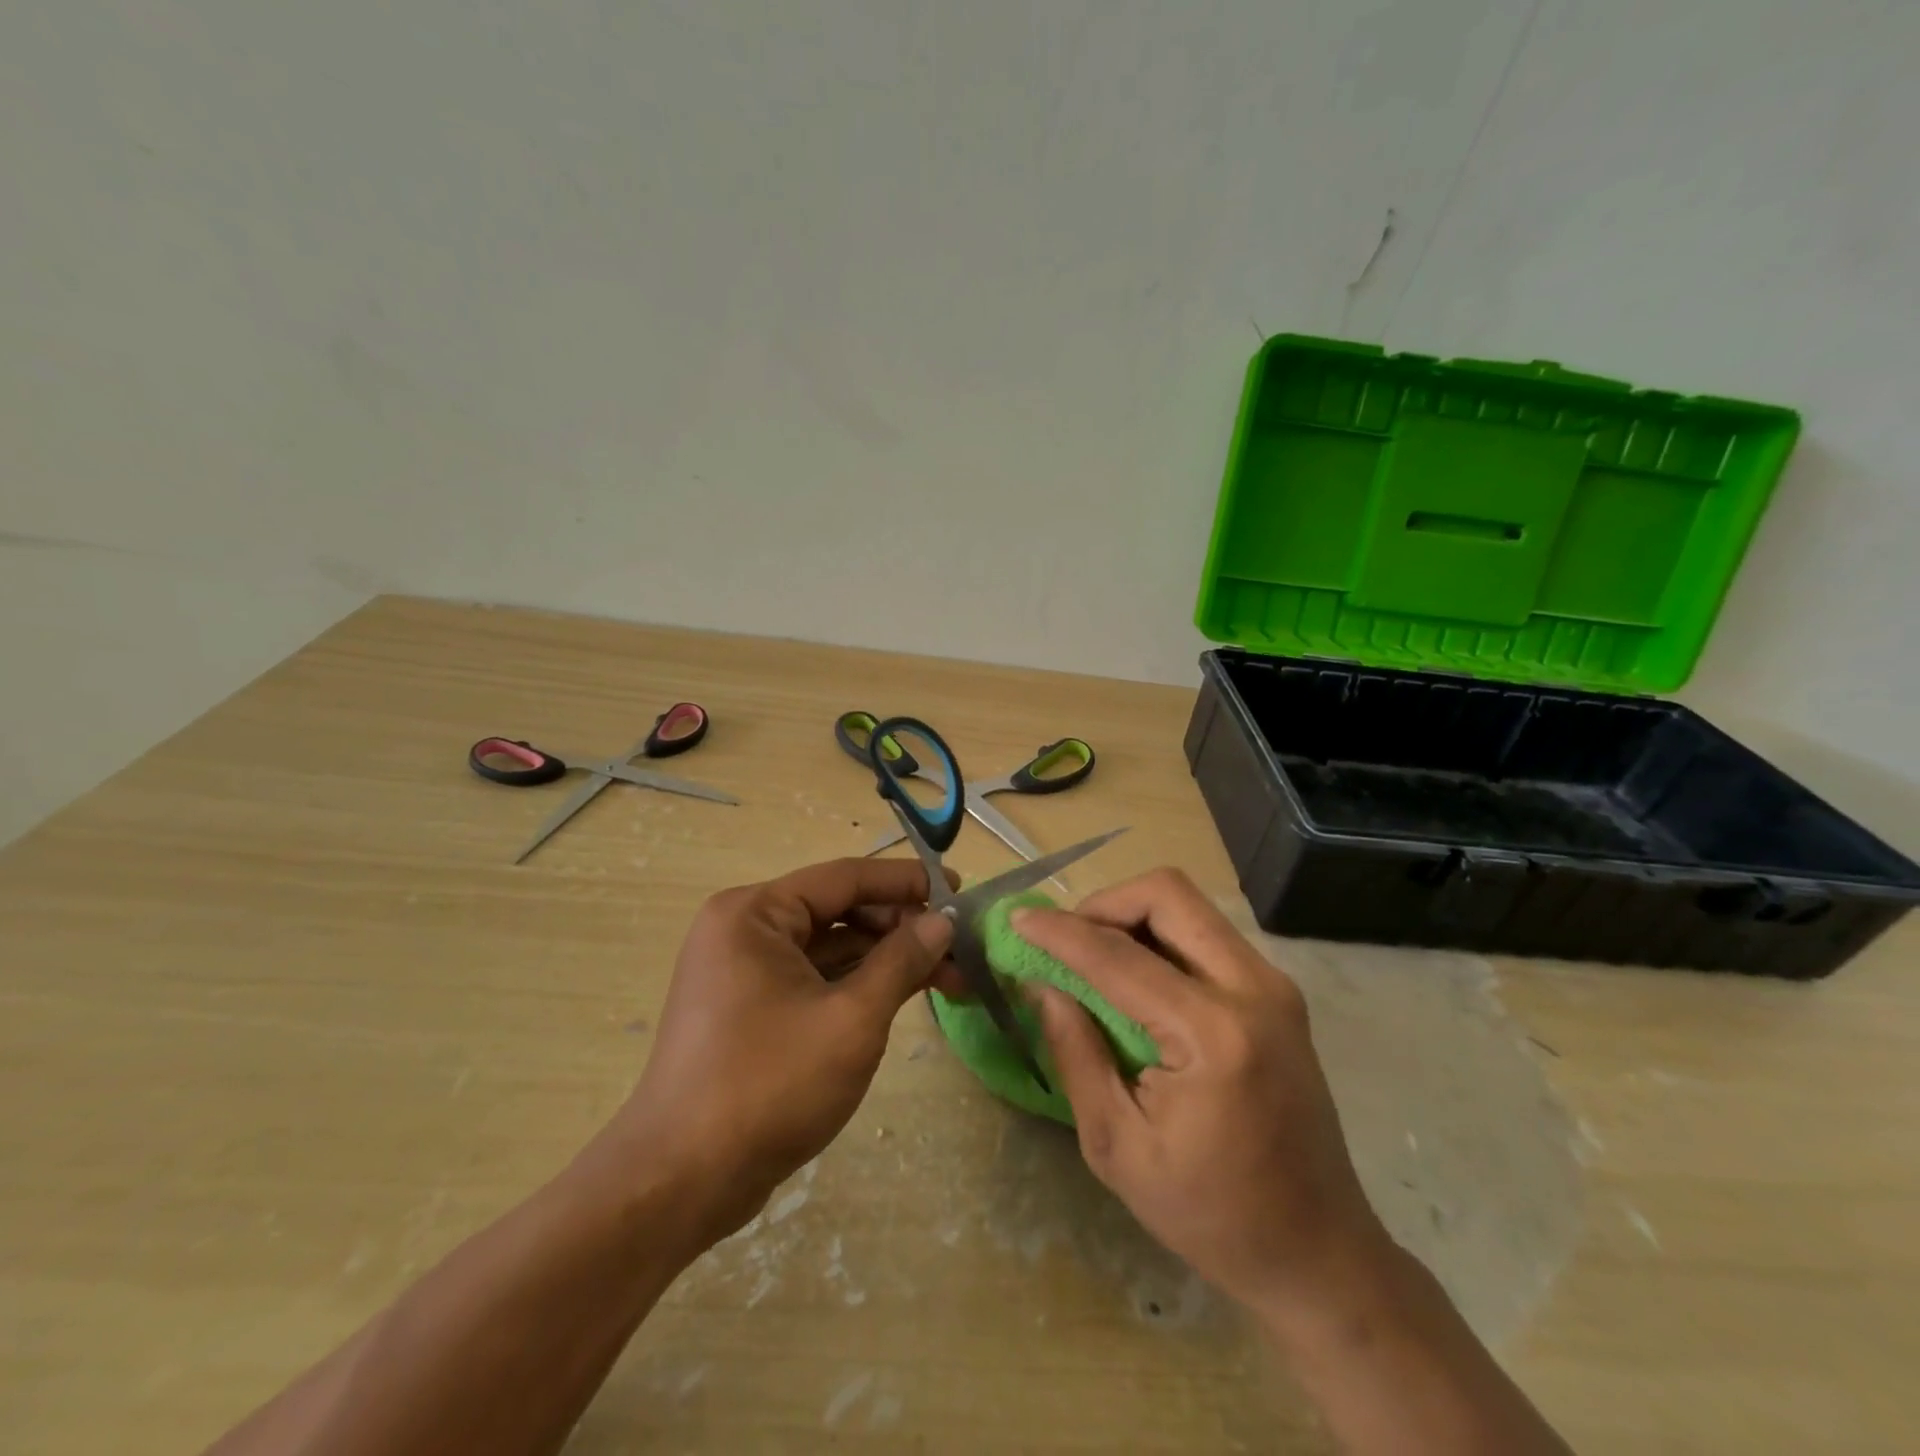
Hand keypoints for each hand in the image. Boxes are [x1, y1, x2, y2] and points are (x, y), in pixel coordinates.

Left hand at [602, 858, 957, 1244]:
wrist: (679, 1183)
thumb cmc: (768, 1086)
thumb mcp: (851, 1020)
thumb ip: (901, 961)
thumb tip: (943, 922)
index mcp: (755, 914)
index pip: (844, 878)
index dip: (906, 881)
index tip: (957, 891)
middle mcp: (744, 930)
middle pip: (838, 910)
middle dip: (900, 929)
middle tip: (957, 951)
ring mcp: (743, 972)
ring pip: (829, 948)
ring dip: (884, 961)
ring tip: (946, 980)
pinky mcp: (750, 1010)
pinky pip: (814, 979)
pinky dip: (857, 985)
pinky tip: (900, 999)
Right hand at [1013, 868, 1389, 1317]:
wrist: (1318, 1250)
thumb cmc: (1210, 1213)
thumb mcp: (1117, 1146)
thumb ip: (1075, 1052)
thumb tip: (1042, 985)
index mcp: (1213, 1035)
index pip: (1119, 956)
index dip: (1060, 932)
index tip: (1017, 919)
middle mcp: (1252, 990)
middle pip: (1167, 894)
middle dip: (1103, 903)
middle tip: (1065, 940)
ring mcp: (1273, 985)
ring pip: (1188, 904)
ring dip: (1131, 914)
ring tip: (1092, 955)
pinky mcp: (1277, 992)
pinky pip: (1206, 932)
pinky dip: (1159, 935)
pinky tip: (1133, 975)